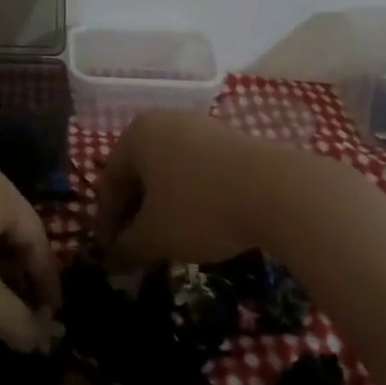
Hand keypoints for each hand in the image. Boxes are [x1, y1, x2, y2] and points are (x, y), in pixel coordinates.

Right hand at [96, 111, 311, 270]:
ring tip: (171, 242)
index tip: (111, 255)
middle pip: (139, 173)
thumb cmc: (201, 207)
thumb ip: (128, 249)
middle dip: (135, 215)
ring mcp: (199, 127)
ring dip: (163, 208)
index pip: (109, 180)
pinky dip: (190, 198)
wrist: (279, 190)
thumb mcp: (157, 236)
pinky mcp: (229, 139)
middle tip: (138, 251)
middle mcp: (164, 121)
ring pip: (169, 172)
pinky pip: (196, 170)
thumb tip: (111, 263)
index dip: (107, 222)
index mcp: (137, 134)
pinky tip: (202, 225)